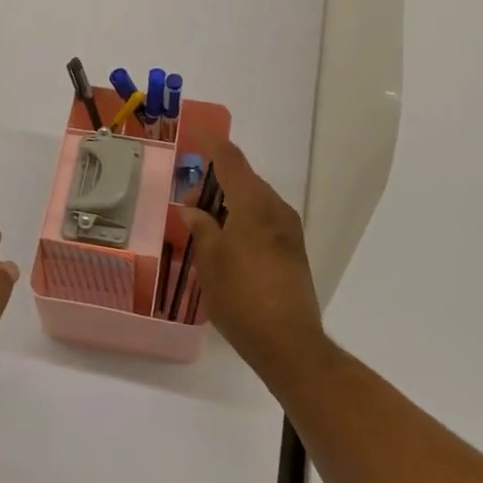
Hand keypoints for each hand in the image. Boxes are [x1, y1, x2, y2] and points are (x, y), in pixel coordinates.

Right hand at [180, 138, 326, 382]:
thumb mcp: (209, 260)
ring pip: (255, 202)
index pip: (231, 160)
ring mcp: (289, 231)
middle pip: (244, 180)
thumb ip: (201, 227)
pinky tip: (227, 246)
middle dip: (215, 185)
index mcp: (254, 203)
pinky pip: (264, 222)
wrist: (289, 344)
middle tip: (188, 206)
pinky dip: (244, 222)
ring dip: (229, 206)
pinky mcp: (294, 252)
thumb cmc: (242, 297)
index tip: (196, 138)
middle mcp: (276, 209)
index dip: (212, 146)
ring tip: (204, 229)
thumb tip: (193, 210)